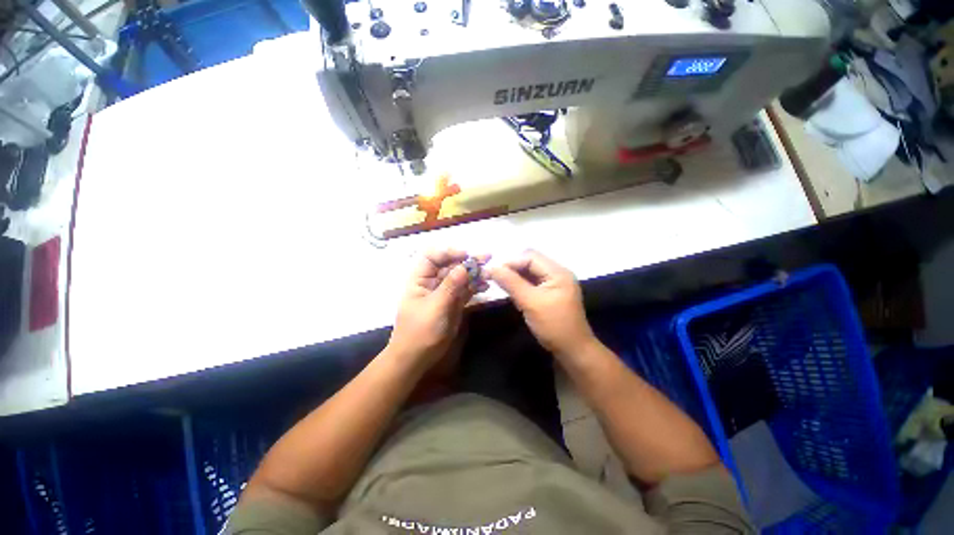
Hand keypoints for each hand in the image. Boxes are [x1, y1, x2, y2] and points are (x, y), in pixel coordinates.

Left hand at [387, 248, 488, 369]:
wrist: (416, 358)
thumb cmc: (419, 331)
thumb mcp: (435, 307)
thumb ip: (450, 286)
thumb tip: (465, 266)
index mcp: (420, 279)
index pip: (432, 256)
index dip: (448, 252)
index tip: (465, 255)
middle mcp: (432, 282)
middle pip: (450, 265)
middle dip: (467, 261)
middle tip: (487, 258)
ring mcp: (444, 293)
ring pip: (460, 277)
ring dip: (475, 273)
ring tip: (489, 273)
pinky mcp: (453, 303)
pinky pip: (465, 290)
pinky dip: (475, 286)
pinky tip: (486, 285)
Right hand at [487, 250, 595, 358]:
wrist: (573, 350)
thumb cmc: (553, 325)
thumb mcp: (530, 303)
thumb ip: (511, 283)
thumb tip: (492, 268)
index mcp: (558, 272)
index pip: (530, 257)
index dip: (511, 262)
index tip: (493, 273)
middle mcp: (557, 273)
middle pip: (530, 262)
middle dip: (512, 269)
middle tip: (496, 279)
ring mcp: (555, 283)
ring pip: (530, 272)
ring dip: (516, 277)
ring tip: (502, 286)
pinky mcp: (551, 293)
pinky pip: (533, 282)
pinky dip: (521, 285)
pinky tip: (513, 293)